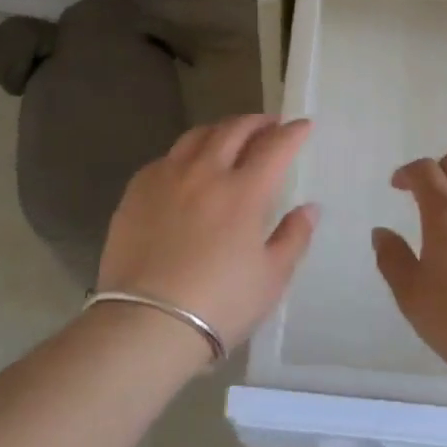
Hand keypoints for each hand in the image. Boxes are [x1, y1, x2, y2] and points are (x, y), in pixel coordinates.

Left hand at [97, 115, 318, 354]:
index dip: (293, 132)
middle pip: (234, 130)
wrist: (145, 324)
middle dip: (257, 122)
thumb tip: (309, 208)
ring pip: (197, 136)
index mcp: (244, 191)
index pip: (275, 146)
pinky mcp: (137, 191)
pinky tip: (188, 166)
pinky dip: (187, 152)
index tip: (303, 125)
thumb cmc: (219, 305)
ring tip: (230, 135)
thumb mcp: (271, 278)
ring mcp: (168, 178)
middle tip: (269, 124)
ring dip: (221, 129)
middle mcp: (206, 173)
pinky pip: (167, 157)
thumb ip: (294, 237)